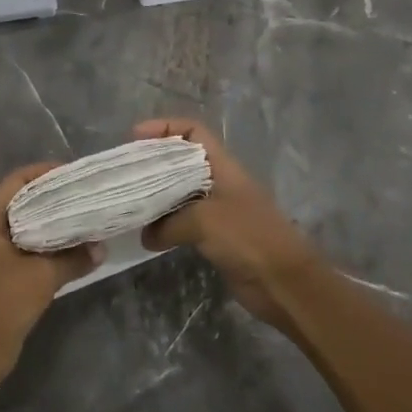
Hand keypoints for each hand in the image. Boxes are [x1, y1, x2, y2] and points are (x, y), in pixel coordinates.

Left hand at [0, 163, 100, 381]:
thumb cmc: (3, 304)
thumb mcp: (43, 277)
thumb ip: (74, 258)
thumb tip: (101, 247)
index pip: (16, 181)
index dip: (43, 173)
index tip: (72, 172)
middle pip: (17, 199)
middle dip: (48, 195)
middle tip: (80, 192)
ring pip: (19, 222)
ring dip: (46, 219)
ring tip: (78, 214)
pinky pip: (19, 242)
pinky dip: (40, 239)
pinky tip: (65, 243)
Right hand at [134, 119, 320, 328]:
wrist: (285, 283)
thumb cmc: (248, 237)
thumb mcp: (203, 221)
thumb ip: (169, 223)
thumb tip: (146, 235)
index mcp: (222, 166)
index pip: (193, 131)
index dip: (165, 128)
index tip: (136, 137)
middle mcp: (219, 182)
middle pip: (182, 161)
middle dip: (155, 162)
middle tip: (126, 172)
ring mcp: (219, 210)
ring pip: (181, 193)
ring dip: (158, 196)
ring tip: (131, 201)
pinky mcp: (217, 237)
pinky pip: (185, 223)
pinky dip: (167, 225)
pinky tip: (148, 235)